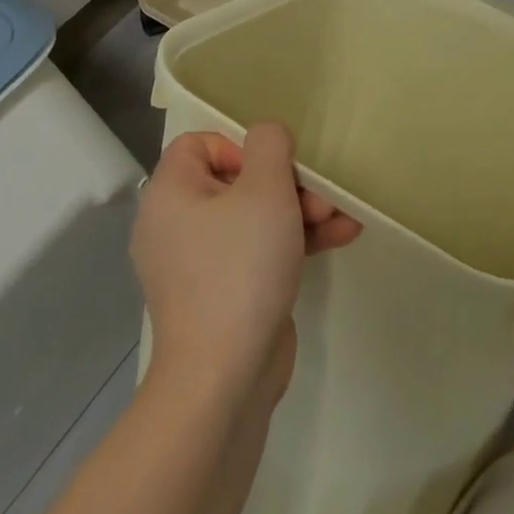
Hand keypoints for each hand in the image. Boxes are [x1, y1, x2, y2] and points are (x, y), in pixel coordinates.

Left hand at [131, 123, 360, 409]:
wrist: (225, 378)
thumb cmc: (240, 266)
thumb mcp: (265, 188)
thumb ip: (269, 144)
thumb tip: (266, 135)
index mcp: (171, 194)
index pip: (199, 143)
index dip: (240, 145)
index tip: (272, 167)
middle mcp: (177, 225)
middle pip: (237, 179)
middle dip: (288, 182)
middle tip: (322, 195)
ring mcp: (200, 264)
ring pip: (255, 216)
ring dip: (301, 210)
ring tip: (342, 214)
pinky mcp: (225, 293)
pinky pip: (259, 250)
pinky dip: (295, 241)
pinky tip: (342, 235)